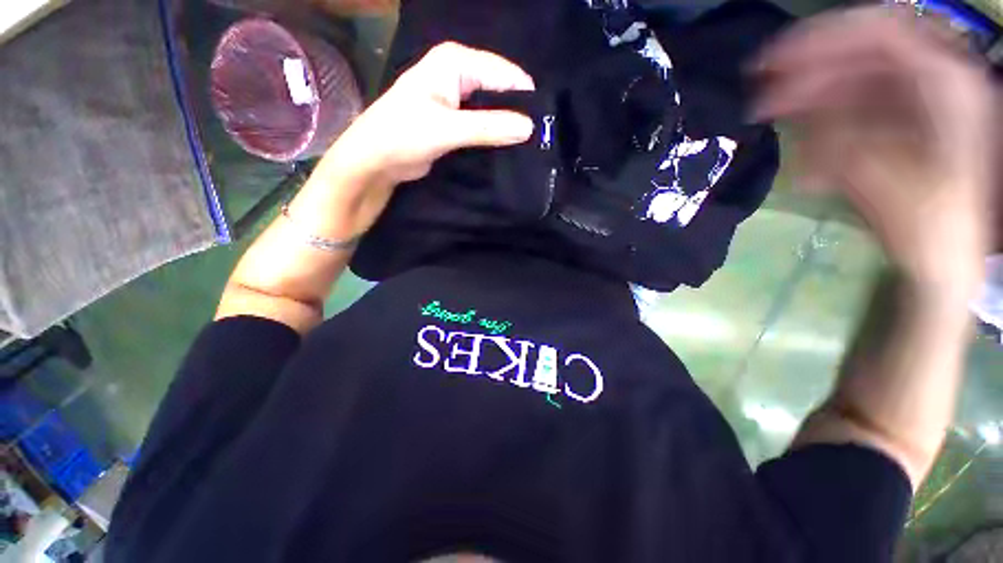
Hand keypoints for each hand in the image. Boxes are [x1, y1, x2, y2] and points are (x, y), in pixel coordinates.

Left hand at [301, 42, 535, 237]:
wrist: (375, 161)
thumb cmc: (403, 135)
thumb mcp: (447, 129)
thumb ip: (488, 127)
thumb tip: (529, 127)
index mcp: (454, 63)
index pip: (501, 73)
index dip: (523, 96)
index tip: (545, 122)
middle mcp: (457, 75)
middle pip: (498, 89)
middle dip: (516, 111)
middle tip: (540, 136)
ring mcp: (456, 100)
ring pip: (491, 109)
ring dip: (506, 126)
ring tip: (530, 144)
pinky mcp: (455, 123)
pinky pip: (482, 125)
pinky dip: (494, 135)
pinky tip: (508, 148)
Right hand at [754, 8, 994, 298]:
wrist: (946, 260)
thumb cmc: (927, 228)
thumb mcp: (882, 183)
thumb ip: (841, 138)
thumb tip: (794, 109)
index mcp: (945, 85)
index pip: (877, 31)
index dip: (821, 38)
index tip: (770, 62)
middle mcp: (933, 80)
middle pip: (862, 50)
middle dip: (808, 66)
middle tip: (761, 90)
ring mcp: (918, 100)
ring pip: (855, 78)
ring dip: (810, 94)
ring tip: (770, 115)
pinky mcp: (903, 120)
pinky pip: (858, 105)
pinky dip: (825, 118)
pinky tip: (801, 139)